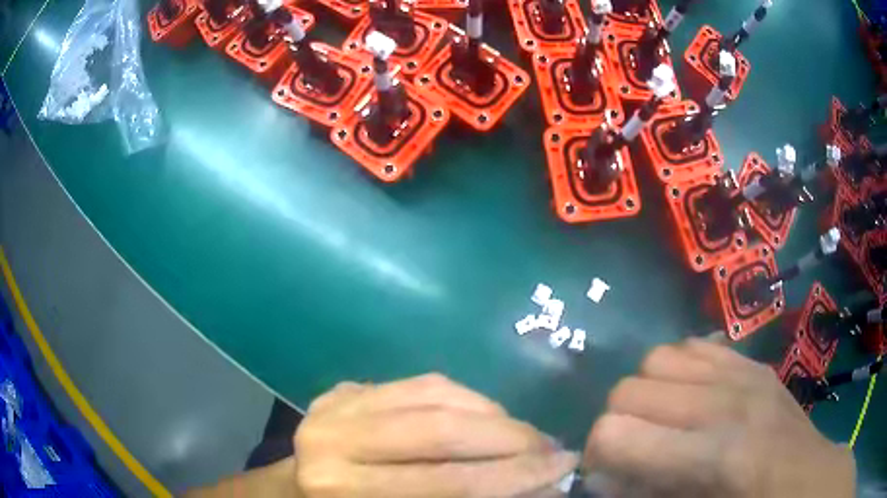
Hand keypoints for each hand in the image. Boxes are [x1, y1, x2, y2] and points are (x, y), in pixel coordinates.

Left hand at [294, 373, 577, 497]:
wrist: (296, 493)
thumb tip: (541, 487)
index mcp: (343, 490)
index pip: (447, 482)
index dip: (513, 476)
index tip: (564, 468)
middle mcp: (333, 440)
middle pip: (441, 429)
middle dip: (512, 440)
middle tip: (554, 447)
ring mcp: (336, 404)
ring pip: (436, 396)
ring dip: (494, 416)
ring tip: (527, 435)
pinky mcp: (346, 388)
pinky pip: (421, 382)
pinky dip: (466, 398)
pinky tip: (489, 415)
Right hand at [582, 338, 855, 497]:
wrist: (804, 478)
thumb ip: (641, 494)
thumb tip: (601, 474)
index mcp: (711, 455)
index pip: (615, 432)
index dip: (596, 453)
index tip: (605, 470)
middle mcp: (724, 403)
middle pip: (629, 388)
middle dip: (617, 422)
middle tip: (632, 447)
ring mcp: (742, 373)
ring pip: (657, 358)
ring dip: (647, 391)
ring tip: (662, 419)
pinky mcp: (752, 362)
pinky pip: (695, 346)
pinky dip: (679, 370)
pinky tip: (690, 397)